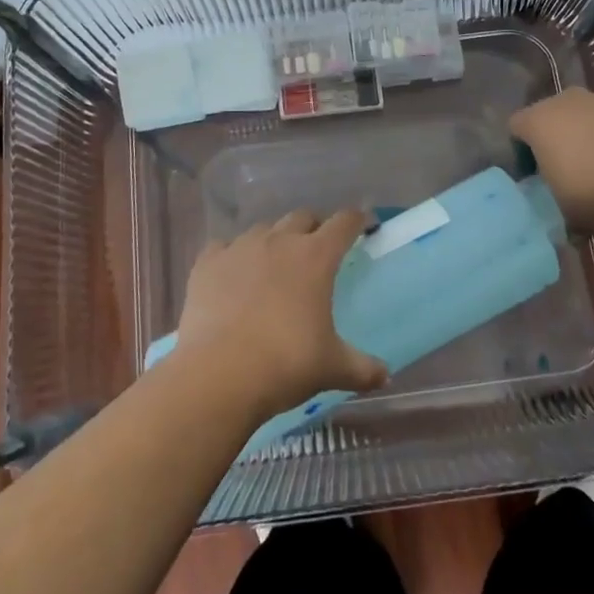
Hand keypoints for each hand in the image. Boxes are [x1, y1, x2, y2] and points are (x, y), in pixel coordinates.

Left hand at [174, 209, 388, 419]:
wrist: (220, 374)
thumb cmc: (286, 364)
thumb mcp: (333, 368)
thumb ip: (362, 367)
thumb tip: (385, 376)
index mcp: (316, 257)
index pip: (344, 223)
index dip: (358, 220)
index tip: (364, 224)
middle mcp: (279, 241)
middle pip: (302, 217)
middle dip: (314, 227)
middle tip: (318, 249)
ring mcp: (240, 248)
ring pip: (263, 229)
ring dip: (274, 239)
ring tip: (274, 263)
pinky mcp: (208, 263)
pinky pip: (223, 246)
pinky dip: (232, 255)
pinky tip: (232, 274)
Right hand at [509, 87, 593, 229]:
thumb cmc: (590, 188)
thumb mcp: (554, 202)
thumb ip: (545, 189)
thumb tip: (551, 195)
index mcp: (538, 118)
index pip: (517, 128)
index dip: (520, 152)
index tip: (530, 178)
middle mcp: (566, 101)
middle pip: (552, 120)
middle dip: (554, 142)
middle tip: (560, 175)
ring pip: (585, 121)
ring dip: (586, 142)